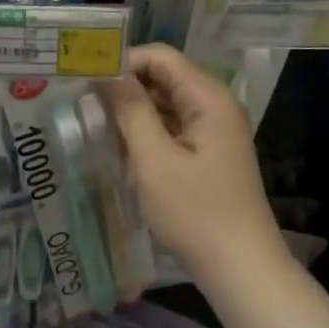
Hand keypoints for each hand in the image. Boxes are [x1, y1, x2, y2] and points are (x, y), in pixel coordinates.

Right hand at [100, 43, 284, 285]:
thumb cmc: (196, 213)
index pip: (160, 56)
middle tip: (86, 104)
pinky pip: (174, 126)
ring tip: (98, 125)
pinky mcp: (210, 152)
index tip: (89, 81)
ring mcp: (215, 129)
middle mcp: (216, 105)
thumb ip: (130, 109)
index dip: (124, 62)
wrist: (242, 271)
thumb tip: (107, 71)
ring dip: (135, 111)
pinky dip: (149, 132)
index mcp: (209, 98)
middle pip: (165, 77)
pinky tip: (125, 150)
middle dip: (126, 86)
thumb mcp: (154, 160)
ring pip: (167, 102)